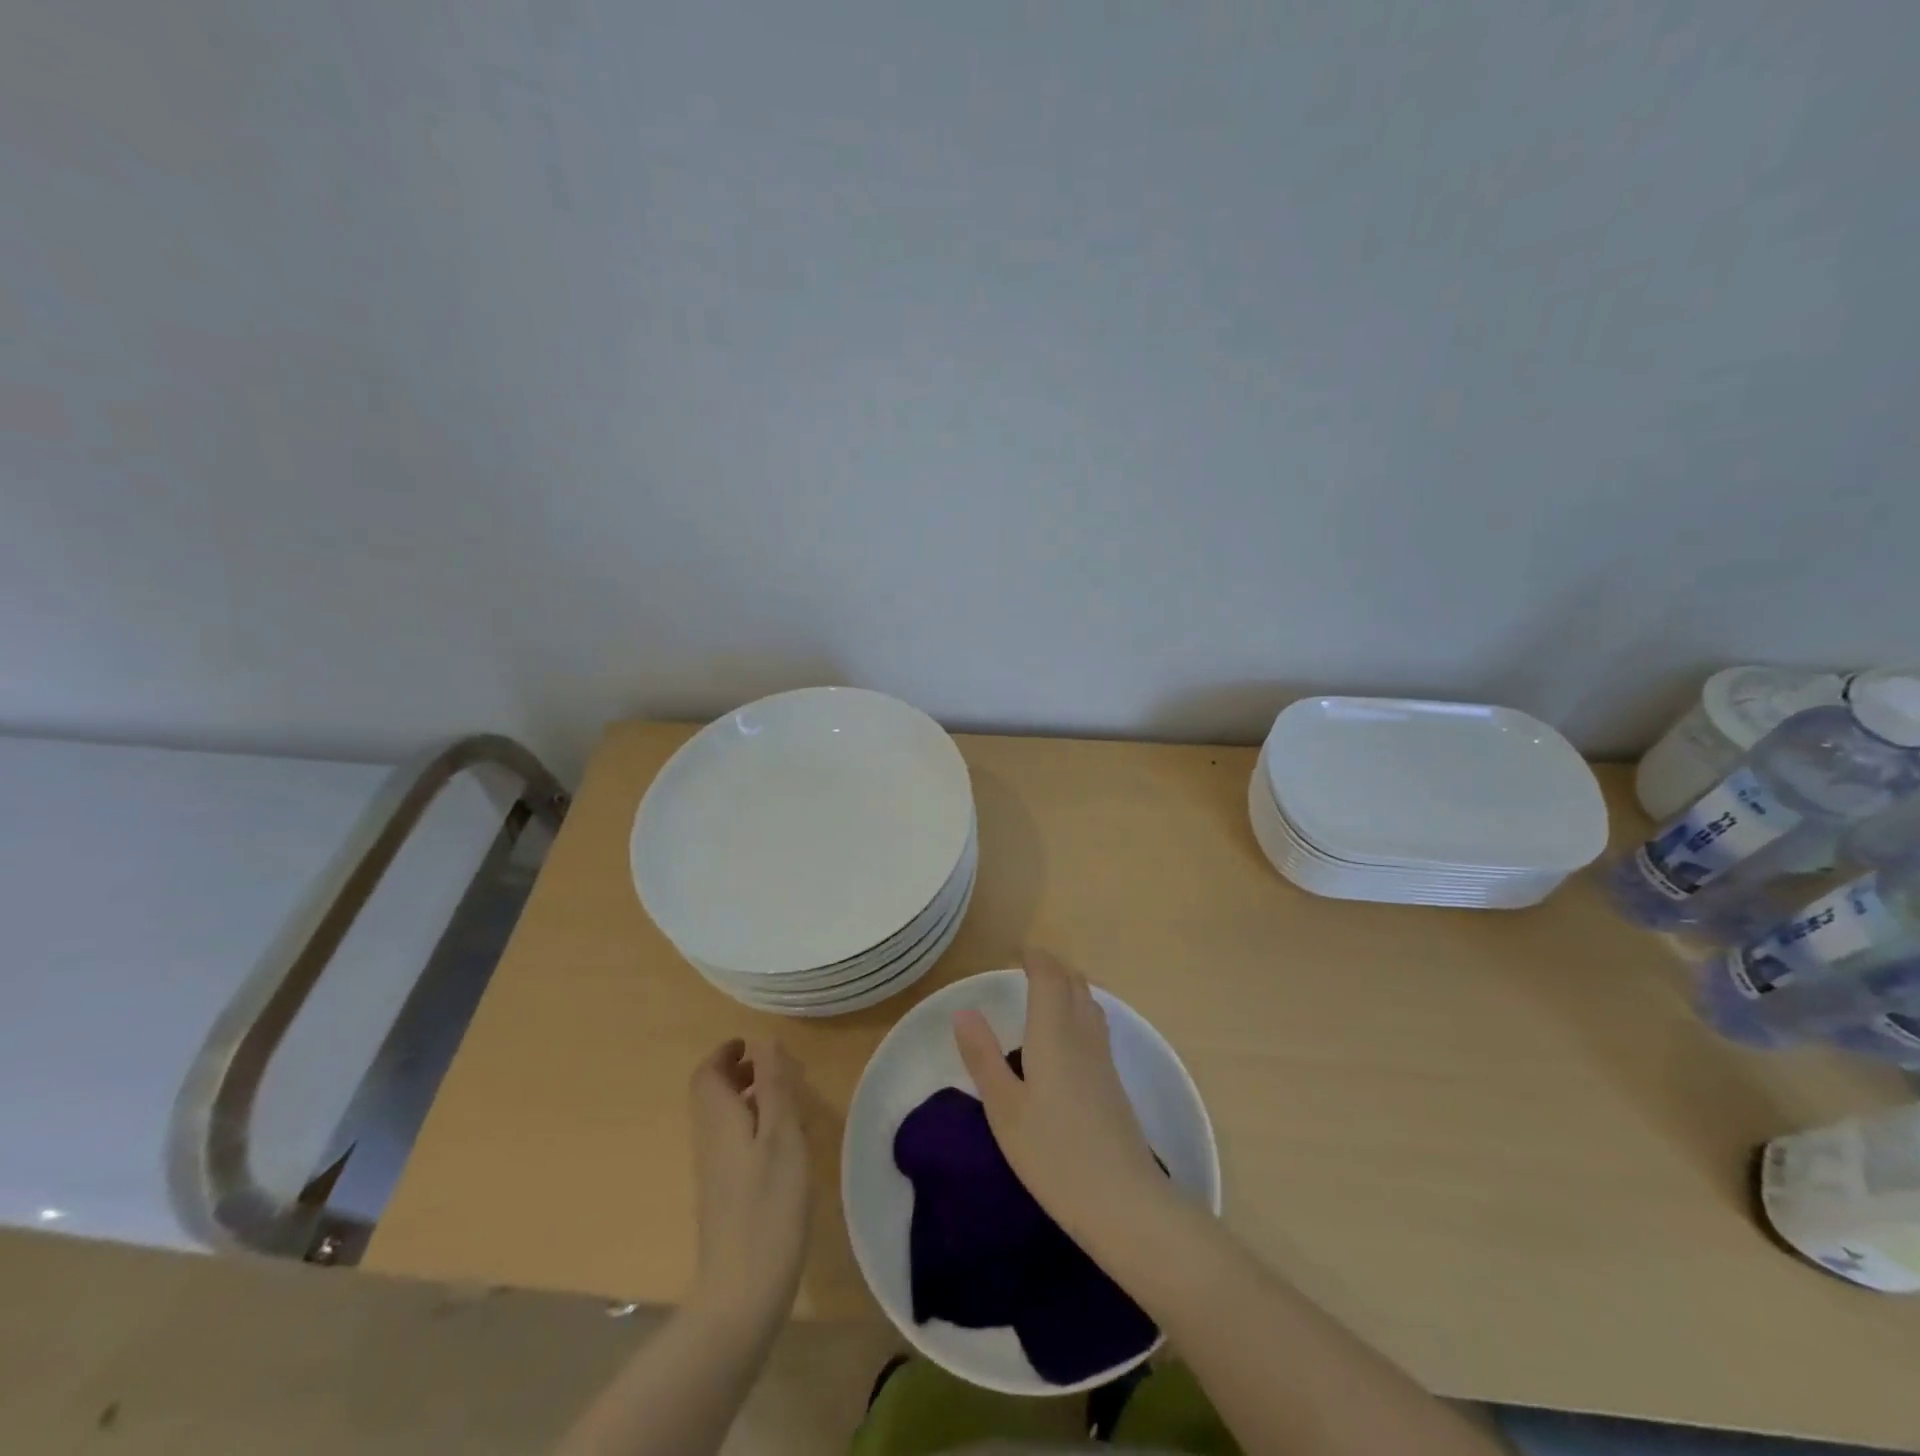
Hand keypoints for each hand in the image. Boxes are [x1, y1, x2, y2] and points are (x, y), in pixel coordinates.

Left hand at [687, 1038, 810, 1326]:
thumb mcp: (781, 1136)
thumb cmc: (768, 1206)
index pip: (707, 1075)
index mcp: (720, 1122)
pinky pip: (734, 1143)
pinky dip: (754, 1126)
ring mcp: (715, 1172)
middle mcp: (710, 1142)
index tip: (751, 1044)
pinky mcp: (726, 1196)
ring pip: (724, 1119)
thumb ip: (774, 1086)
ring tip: (788, 1099)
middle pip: (714, 1095)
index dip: (725, 1053)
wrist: (742, 1292)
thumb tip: (765, 1040)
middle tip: (777, 1067)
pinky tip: (784, 1144)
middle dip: (740, 1072)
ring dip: (749, 1098)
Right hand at [953, 948, 1169, 1244]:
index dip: (1036, 958)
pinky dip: (1080, 1009)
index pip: (1049, 978)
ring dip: (1069, 985)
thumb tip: (963, 1010)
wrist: (1123, 1201)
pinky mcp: (1114, 1082)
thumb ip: (983, 1057)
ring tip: (1048, 989)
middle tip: (1029, 964)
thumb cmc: (1053, 1154)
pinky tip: (1070, 1033)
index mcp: (1054, 1034)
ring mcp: (1103, 1059)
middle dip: (1053, 967)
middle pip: (1074, 984)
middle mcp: (1083, 1036)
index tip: (1018, 951)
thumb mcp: (1004, 1109)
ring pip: (1089, 1002)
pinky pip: (1096, 1024)